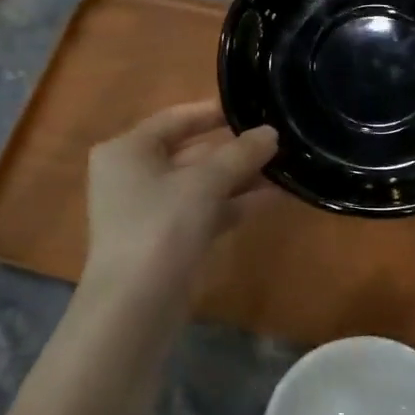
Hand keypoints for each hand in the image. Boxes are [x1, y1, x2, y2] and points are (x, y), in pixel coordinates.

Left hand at [79, 100, 277, 312]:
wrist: (135, 307)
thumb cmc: (161, 227)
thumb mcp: (204, 183)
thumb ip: (240, 154)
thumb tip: (271, 133)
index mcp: (127, 150)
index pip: (175, 118)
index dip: (214, 112)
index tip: (252, 107)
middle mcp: (134, 174)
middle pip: (191, 151)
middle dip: (235, 148)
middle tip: (279, 138)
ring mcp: (151, 210)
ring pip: (203, 184)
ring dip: (241, 176)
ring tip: (287, 166)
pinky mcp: (169, 239)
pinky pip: (207, 210)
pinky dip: (236, 203)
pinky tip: (276, 197)